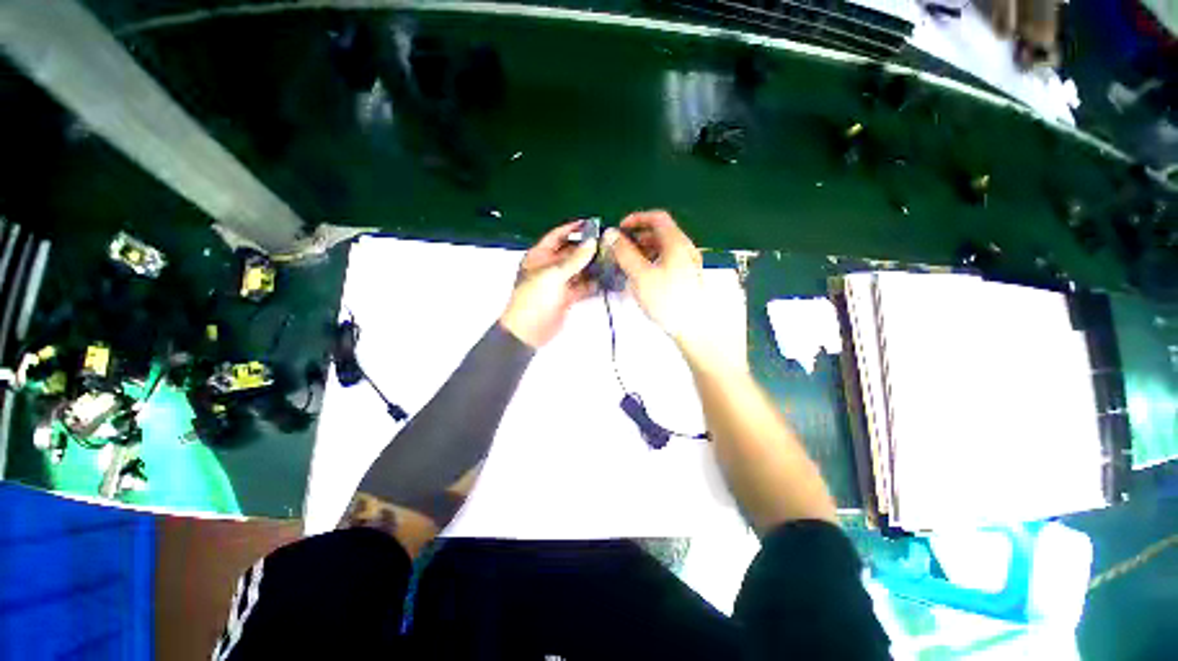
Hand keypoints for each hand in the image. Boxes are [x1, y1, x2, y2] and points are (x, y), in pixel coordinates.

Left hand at [500, 221, 597, 347]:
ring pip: (578, 269)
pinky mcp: (567, 296)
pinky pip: (582, 286)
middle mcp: (549, 266)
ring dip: (592, 266)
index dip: (572, 228)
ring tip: (612, 260)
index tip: (591, 223)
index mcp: (539, 256)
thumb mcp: (553, 275)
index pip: (556, 236)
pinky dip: (593, 283)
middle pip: (570, 253)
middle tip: (608, 244)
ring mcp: (559, 282)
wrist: (528, 331)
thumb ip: (574, 259)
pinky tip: (607, 279)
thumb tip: (592, 242)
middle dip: (587, 249)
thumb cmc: (535, 298)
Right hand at [607, 210, 744, 369]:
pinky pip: (666, 262)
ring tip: (627, 264)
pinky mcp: (685, 278)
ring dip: (643, 251)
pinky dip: (651, 262)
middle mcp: (684, 249)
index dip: (637, 219)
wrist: (694, 328)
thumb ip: (624, 253)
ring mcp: (687, 264)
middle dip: (637, 237)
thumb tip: (611, 235)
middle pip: (659, 233)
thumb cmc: (668, 299)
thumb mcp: (641, 275)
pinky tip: (642, 277)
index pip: (657, 218)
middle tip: (620, 250)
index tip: (620, 229)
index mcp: (676, 243)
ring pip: (662, 249)